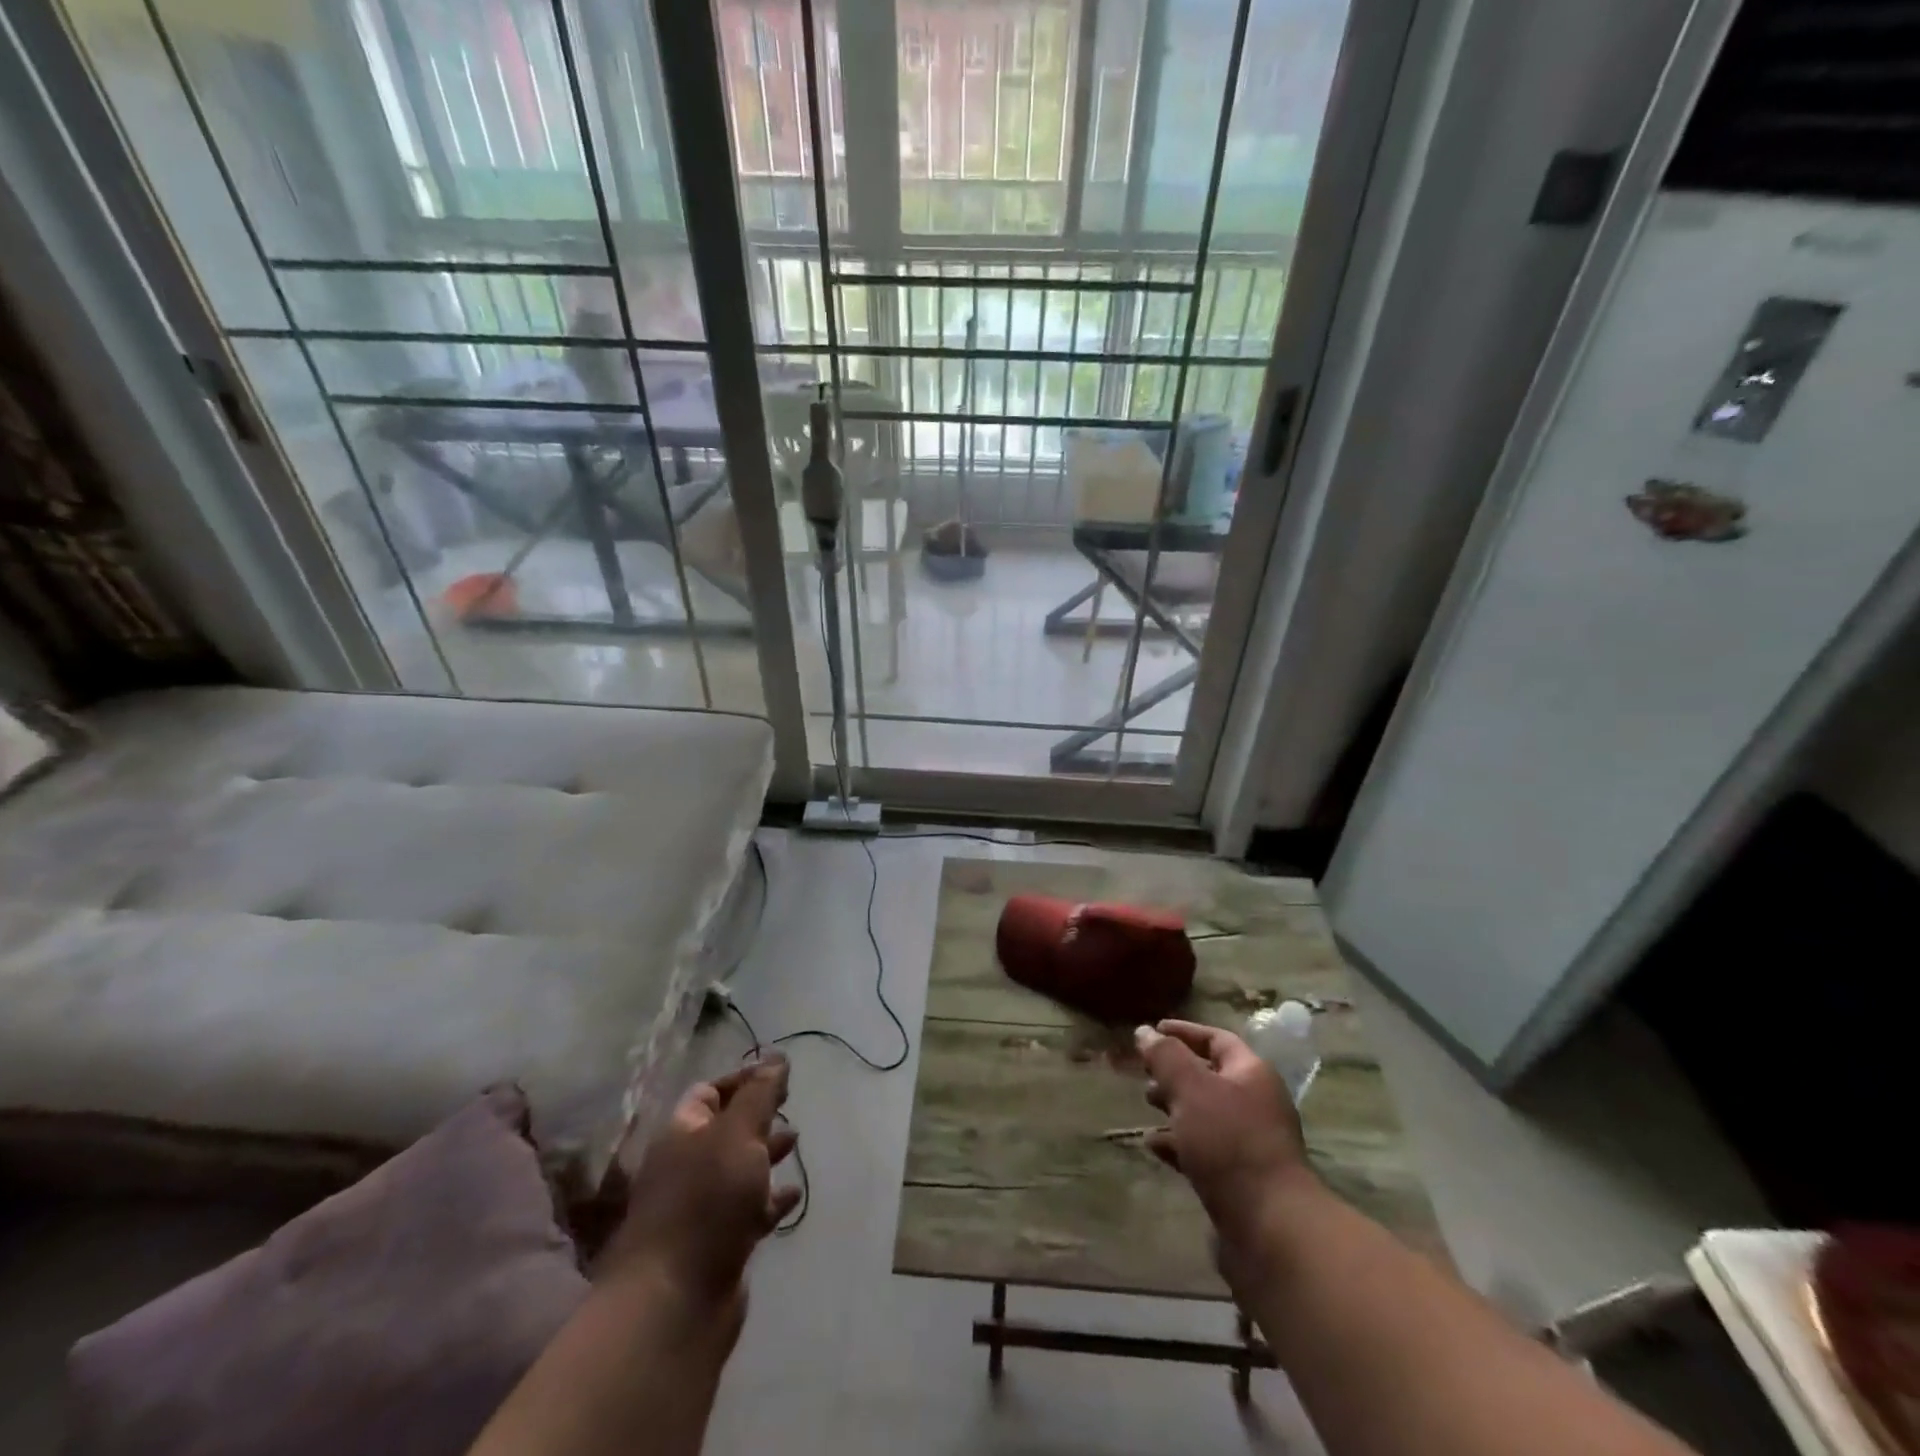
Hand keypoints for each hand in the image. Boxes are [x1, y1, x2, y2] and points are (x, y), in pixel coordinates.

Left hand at [602, 1059, 799, 1308]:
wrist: (675, 1303)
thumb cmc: (705, 1203)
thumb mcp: (738, 1134)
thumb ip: (760, 1094)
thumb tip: (776, 1056)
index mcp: (682, 1134)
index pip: (710, 1092)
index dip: (743, 1080)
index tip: (780, 1075)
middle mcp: (687, 1166)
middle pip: (725, 1129)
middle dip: (757, 1115)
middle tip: (790, 1104)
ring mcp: (701, 1209)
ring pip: (738, 1170)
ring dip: (765, 1154)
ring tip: (796, 1141)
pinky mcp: (718, 1245)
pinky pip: (749, 1211)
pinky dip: (772, 1199)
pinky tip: (794, 1194)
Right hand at [1137, 1020, 1312, 1247]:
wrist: (1271, 1227)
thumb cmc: (1230, 1142)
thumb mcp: (1191, 1088)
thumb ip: (1166, 1057)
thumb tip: (1144, 1032)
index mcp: (1251, 1074)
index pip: (1216, 1039)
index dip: (1184, 1032)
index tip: (1152, 1030)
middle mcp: (1255, 1104)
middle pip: (1210, 1077)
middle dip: (1175, 1072)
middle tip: (1144, 1073)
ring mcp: (1249, 1144)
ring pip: (1205, 1114)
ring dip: (1174, 1107)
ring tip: (1146, 1106)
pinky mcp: (1240, 1179)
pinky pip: (1204, 1150)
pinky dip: (1179, 1143)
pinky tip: (1154, 1145)